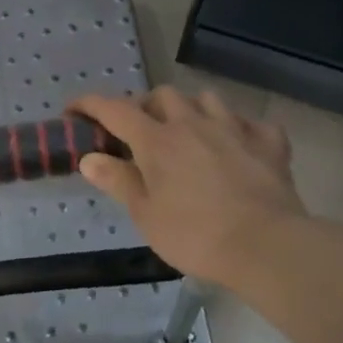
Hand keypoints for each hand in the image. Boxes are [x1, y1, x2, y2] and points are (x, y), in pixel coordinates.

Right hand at [72, 87, 304, 288]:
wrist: (267, 246)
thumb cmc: (195, 235)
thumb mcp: (145, 215)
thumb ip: (118, 181)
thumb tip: (89, 158)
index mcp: (156, 141)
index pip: (114, 109)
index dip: (90, 104)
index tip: (74, 110)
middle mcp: (192, 124)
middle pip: (162, 95)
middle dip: (145, 106)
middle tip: (139, 131)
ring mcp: (234, 130)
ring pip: (207, 99)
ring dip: (191, 108)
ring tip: (187, 130)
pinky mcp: (268, 144)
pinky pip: (253, 123)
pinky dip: (241, 129)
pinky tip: (238, 145)